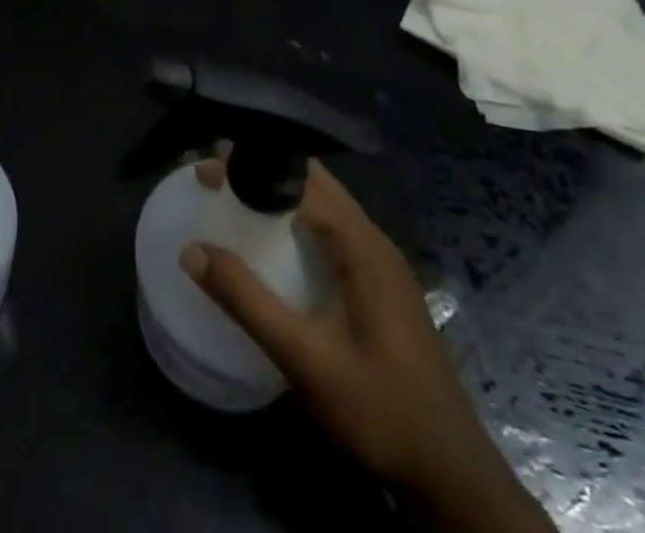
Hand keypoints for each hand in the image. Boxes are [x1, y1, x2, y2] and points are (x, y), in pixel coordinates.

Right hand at [181, 156, 548, 529]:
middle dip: (263, 168)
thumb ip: (247, 301)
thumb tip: (191, 250)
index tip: (207, 170)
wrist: (453, 475)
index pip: (299, 181)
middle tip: (215, 174)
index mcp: (362, 245)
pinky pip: (333, 227)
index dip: (252, 169)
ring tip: (235, 192)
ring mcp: (382, 262)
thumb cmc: (380, 409)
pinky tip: (275, 237)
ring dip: (280, 189)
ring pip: (326, 202)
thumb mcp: (305, 358)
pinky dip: (297, 215)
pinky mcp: (381, 284)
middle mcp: (374, 240)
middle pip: (314, 180)